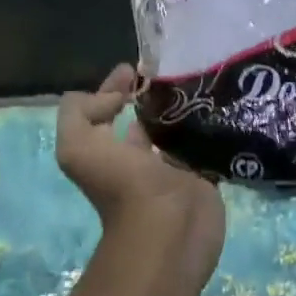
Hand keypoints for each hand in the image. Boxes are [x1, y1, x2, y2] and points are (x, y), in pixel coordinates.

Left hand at [56, 65, 225, 283]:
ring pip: (177, 130)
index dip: (114, 86)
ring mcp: (173, 169)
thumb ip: (79, 111)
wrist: (168, 228)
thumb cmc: (121, 185)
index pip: (106, 109)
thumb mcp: (76, 145)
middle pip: (143, 118)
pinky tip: (219, 106)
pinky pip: (205, 146)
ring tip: (199, 81)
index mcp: (105, 150)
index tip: (136, 67)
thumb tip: (117, 96)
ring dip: (183, 110)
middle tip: (175, 69)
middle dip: (153, 95)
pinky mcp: (203, 176)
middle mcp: (137, 158)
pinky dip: (209, 130)